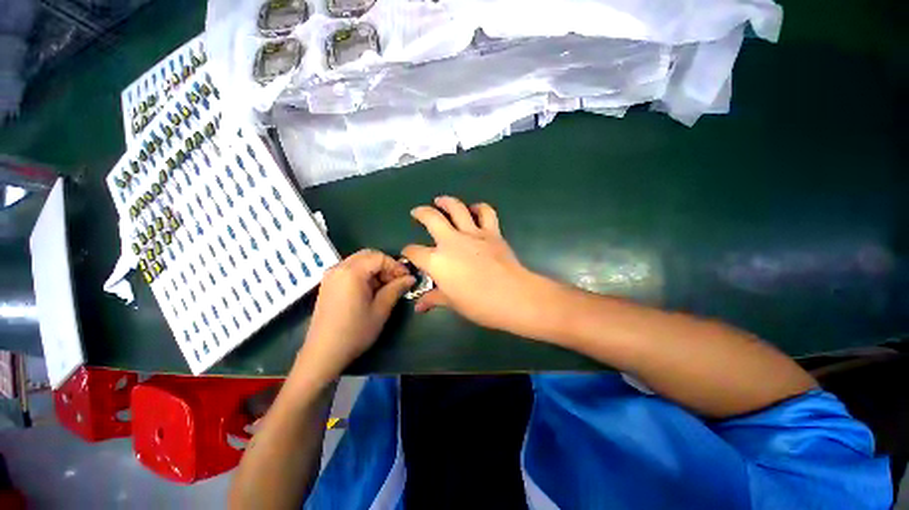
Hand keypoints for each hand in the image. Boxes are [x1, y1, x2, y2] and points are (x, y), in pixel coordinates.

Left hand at [296, 250, 414, 383]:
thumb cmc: (355, 331)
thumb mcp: (381, 309)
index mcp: (352, 272)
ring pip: (359, 261)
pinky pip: (349, 270)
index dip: (396, 266)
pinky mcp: (328, 284)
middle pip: (368, 255)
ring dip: (375, 270)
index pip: (379, 257)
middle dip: (385, 265)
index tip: (406, 278)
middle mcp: (339, 268)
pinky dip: (364, 274)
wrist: (323, 353)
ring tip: (385, 287)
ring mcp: (331, 275)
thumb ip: (396, 288)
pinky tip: (370, 290)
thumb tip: (411, 278)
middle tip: (396, 281)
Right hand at [403, 196, 555, 335]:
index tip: (409, 255)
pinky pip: (485, 213)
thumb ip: (434, 299)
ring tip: (441, 201)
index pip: (414, 252)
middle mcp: (451, 241)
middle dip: (421, 213)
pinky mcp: (492, 232)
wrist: (513, 296)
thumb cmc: (478, 304)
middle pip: (431, 218)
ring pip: (457, 208)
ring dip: (447, 202)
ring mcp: (472, 234)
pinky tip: (475, 209)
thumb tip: (419, 306)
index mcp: (437, 261)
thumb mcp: (452, 303)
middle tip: (417, 212)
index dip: (408, 253)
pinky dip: (479, 208)